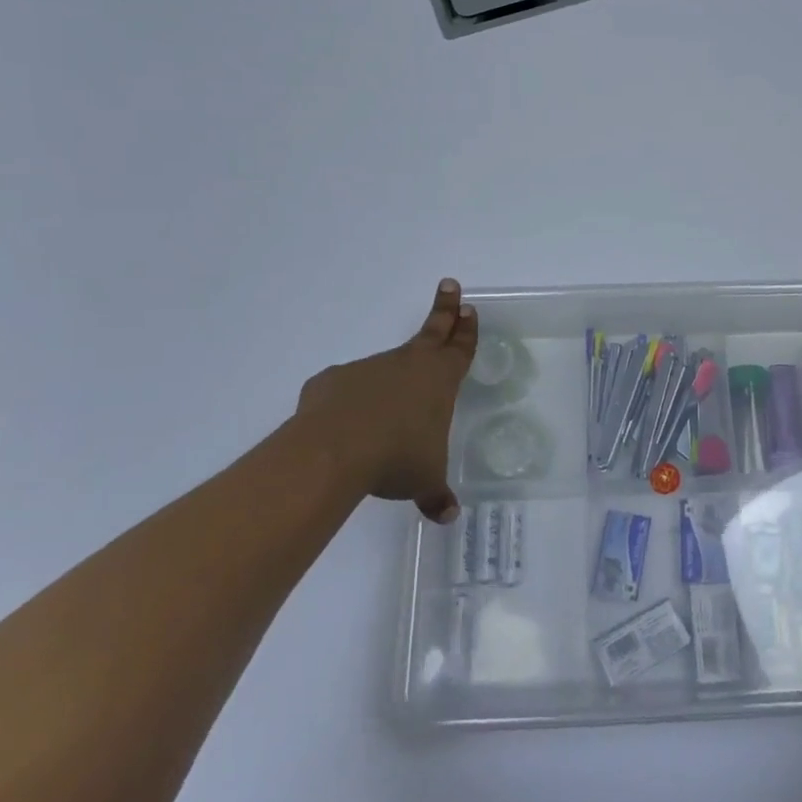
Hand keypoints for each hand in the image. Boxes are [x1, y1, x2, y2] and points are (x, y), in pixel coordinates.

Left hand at [288, 279, 476, 522]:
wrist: (335, 450)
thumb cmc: (397, 458)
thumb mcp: (424, 480)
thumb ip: (435, 495)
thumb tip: (448, 516)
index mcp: (439, 380)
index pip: (459, 348)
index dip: (466, 329)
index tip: (469, 307)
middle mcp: (407, 365)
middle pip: (431, 331)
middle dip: (444, 309)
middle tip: (450, 285)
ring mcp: (368, 368)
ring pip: (385, 370)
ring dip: (388, 382)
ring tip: (382, 418)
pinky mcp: (333, 380)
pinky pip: (347, 389)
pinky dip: (349, 403)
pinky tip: (344, 427)